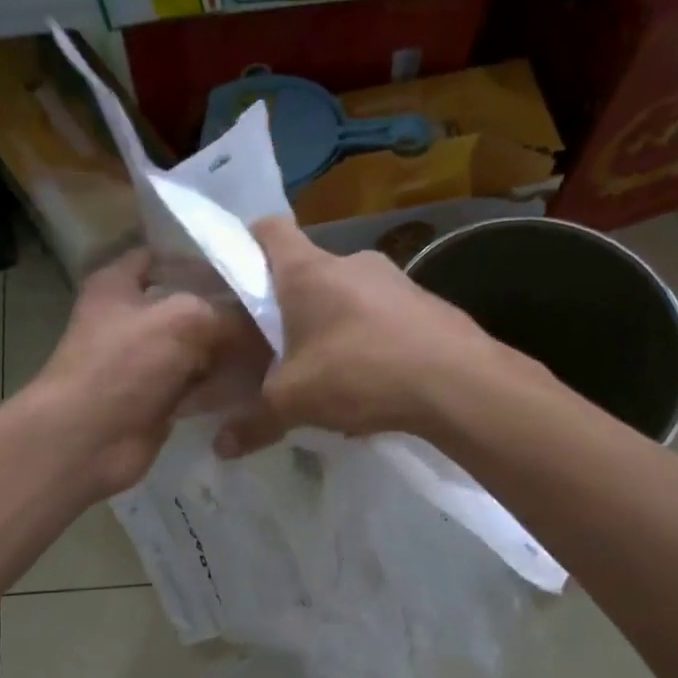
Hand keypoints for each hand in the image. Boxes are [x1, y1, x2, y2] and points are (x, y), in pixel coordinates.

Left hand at [30, 246, 257, 497]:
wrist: (87, 441)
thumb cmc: (124, 366)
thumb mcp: (184, 321)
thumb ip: (231, 315)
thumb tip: (267, 325)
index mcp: (120, 283)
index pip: (166, 254)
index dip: (206, 257)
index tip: (252, 265)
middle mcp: (132, 318)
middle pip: (191, 305)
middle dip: (230, 310)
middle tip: (280, 312)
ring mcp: (145, 362)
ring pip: (199, 349)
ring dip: (232, 352)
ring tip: (279, 348)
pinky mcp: (159, 400)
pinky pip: (200, 386)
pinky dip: (224, 385)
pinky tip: (260, 383)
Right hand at [216, 216, 494, 456]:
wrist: (456, 382)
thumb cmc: (359, 373)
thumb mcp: (294, 403)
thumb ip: (254, 422)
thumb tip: (221, 448)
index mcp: (308, 272)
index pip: (268, 229)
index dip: (246, 243)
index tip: (236, 275)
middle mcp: (351, 262)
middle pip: (308, 271)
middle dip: (290, 305)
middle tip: (277, 346)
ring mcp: (394, 280)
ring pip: (347, 295)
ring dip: (332, 325)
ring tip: (326, 371)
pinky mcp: (425, 304)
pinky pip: (381, 316)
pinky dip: (367, 339)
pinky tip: (370, 381)